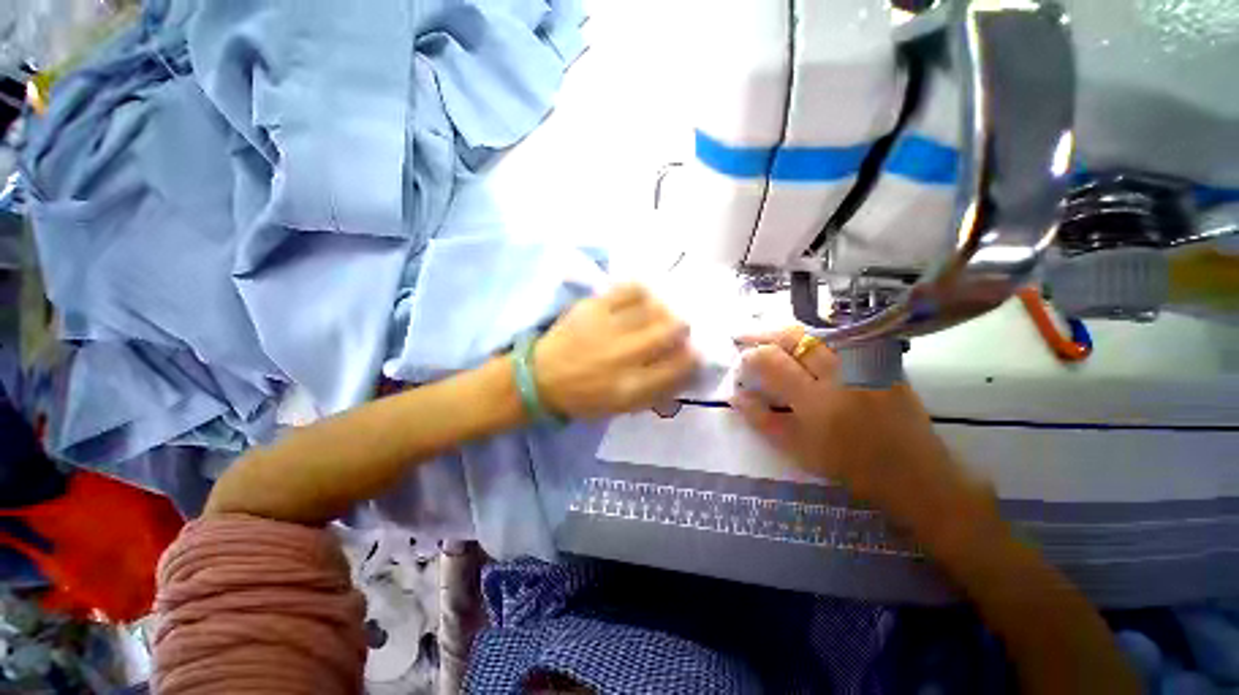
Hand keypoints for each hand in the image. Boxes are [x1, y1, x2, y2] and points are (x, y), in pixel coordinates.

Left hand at [535, 284, 697, 418]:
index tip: (692, 352)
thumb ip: (657, 391)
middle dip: (682, 329)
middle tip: (677, 329)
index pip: (680, 366)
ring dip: (663, 310)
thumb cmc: (585, 397)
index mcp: (632, 386)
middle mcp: (624, 355)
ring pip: (654, 308)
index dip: (694, 357)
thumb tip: (686, 370)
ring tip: (659, 313)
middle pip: (672, 331)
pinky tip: (641, 299)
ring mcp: (608, 328)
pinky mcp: (593, 307)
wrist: (541, 378)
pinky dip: (642, 292)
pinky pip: (629, 290)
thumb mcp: (623, 407)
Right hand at [731, 327, 1000, 552]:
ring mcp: (865, 363)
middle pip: (794, 336)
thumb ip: (762, 419)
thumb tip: (736, 395)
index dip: (750, 356)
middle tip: (745, 336)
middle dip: (764, 332)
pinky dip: (815, 337)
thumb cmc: (851, 467)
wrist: (915, 473)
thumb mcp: (798, 449)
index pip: (772, 361)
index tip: (741, 362)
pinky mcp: (882, 361)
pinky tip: (804, 344)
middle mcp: (841, 374)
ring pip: (817, 332)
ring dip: (788, 332)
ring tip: (769, 336)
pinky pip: (842, 338)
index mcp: (817, 401)